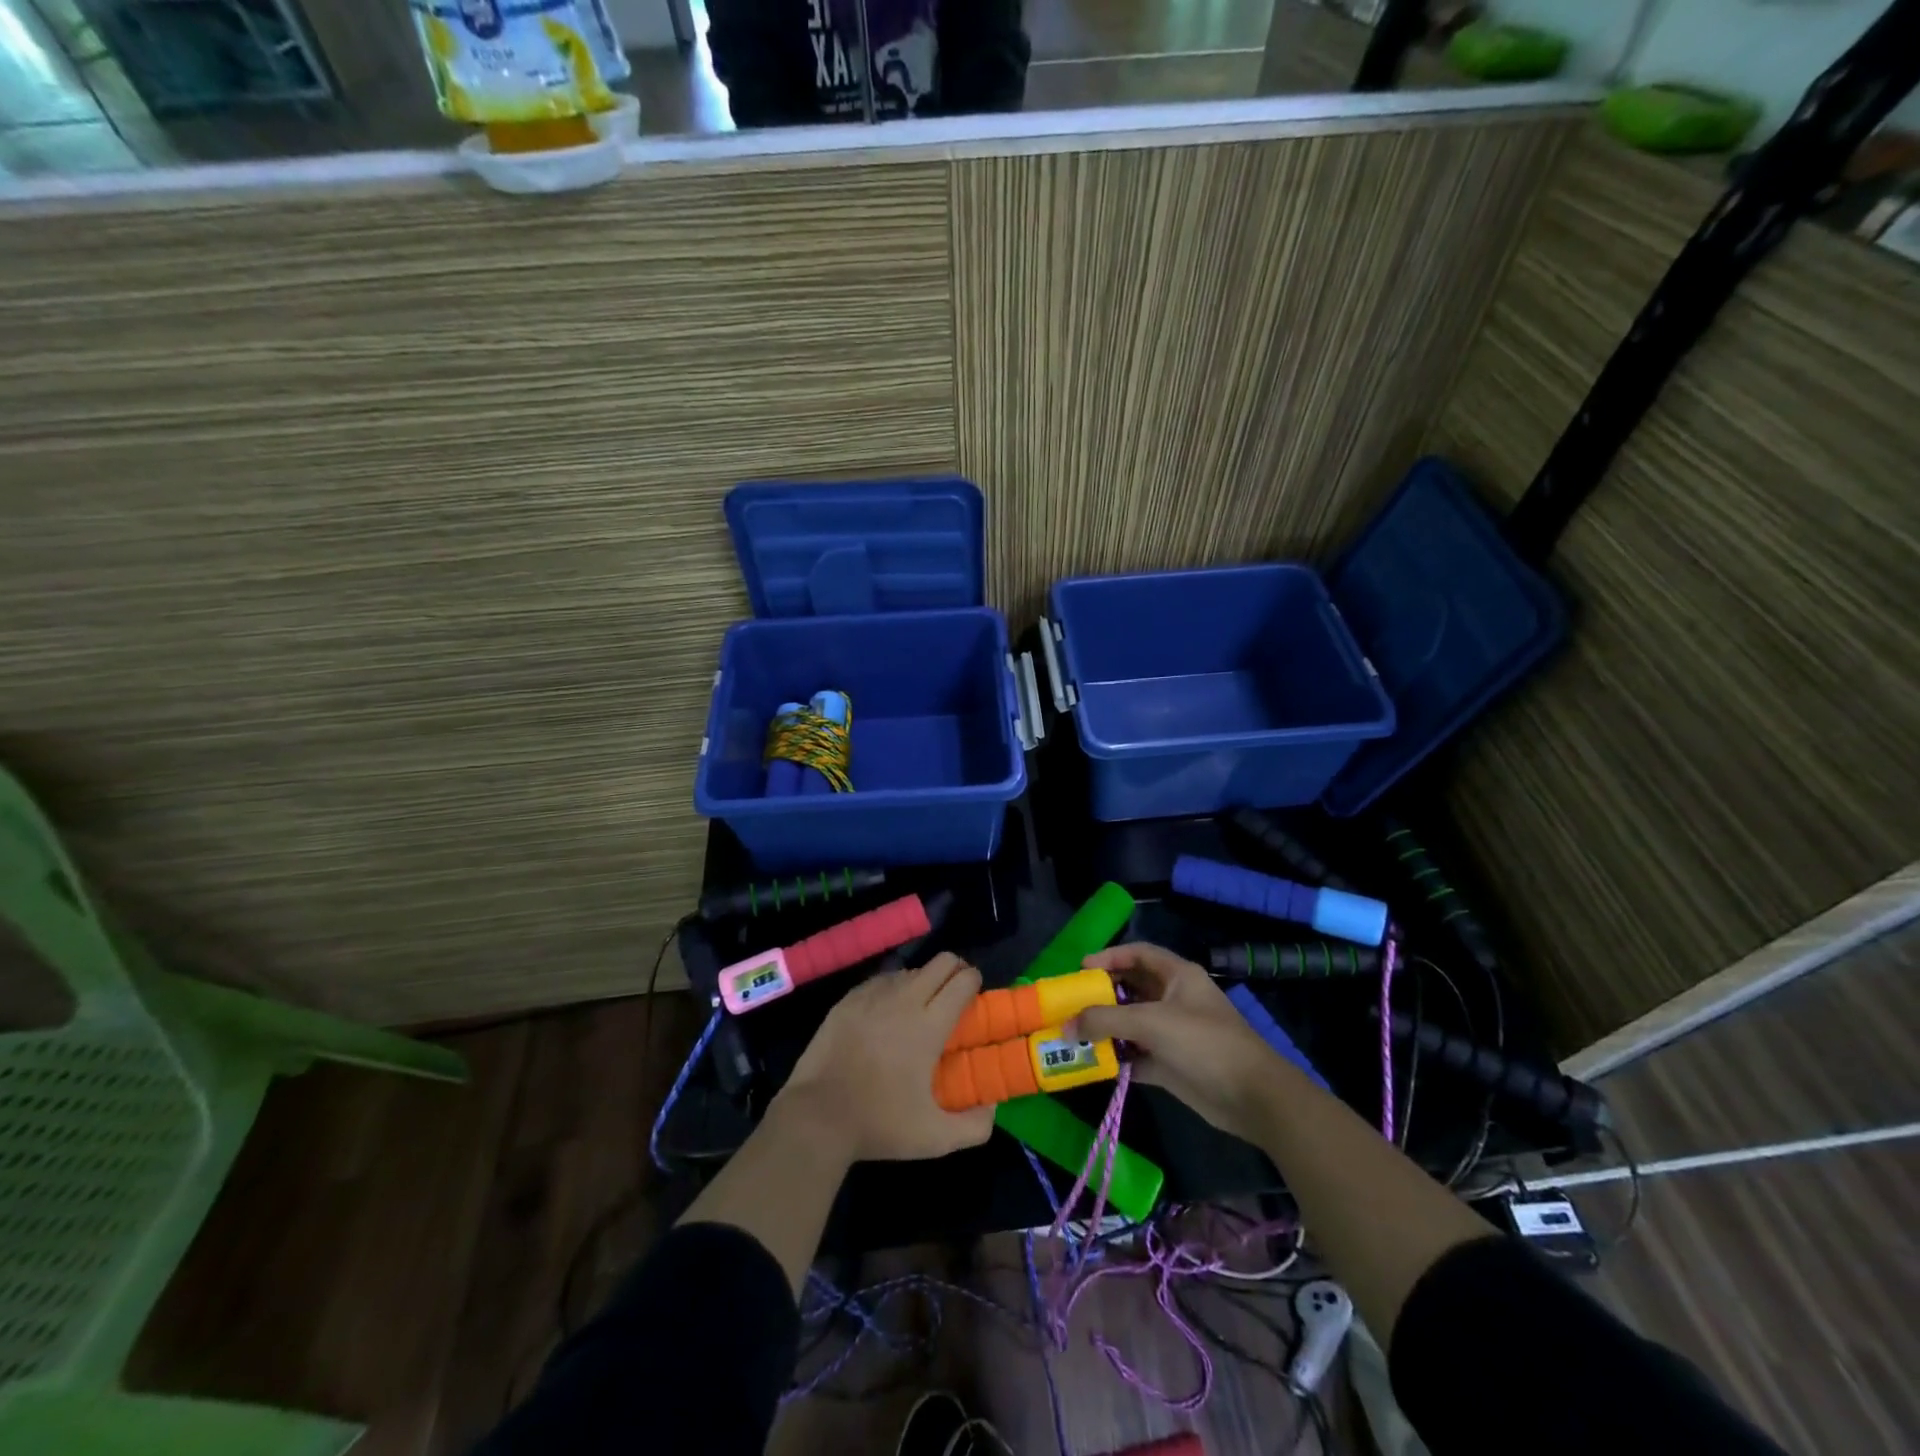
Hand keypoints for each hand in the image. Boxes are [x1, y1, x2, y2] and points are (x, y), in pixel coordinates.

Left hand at [775, 952, 996, 1162]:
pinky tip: (888, 1008)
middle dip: (954, 970)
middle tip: (955, 992)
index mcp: (929, 1025)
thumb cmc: (879, 1124)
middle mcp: (904, 1000)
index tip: (975, 995)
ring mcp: (873, 996)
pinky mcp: (848, 1000)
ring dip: (922, 980)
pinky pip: (880, 981)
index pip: (962, 981)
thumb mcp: (935, 1139)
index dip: (974, 981)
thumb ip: (974, 1126)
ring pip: (909, 971)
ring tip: (921, 1004)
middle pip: (940, 963)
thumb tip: (992, 1106)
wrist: (817, 1116)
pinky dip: (892, 988)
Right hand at [1068, 942, 1287, 1144]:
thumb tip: (1065, 1026)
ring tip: (1074, 1034)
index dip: (1109, 956)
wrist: (1252, 1097)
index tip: (1081, 969)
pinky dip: (1117, 1058)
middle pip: (1131, 988)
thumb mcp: (1151, 1023)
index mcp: (1177, 976)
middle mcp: (1174, 999)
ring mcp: (1172, 1033)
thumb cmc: (1204, 1043)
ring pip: (1131, 1023)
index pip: (1138, 953)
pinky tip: (1094, 1063)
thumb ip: (1105, 1021)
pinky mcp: (1171, 1064)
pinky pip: (1136, 1054)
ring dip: (1106, 1029)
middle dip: (1101, 995)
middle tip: (1071, 1004)